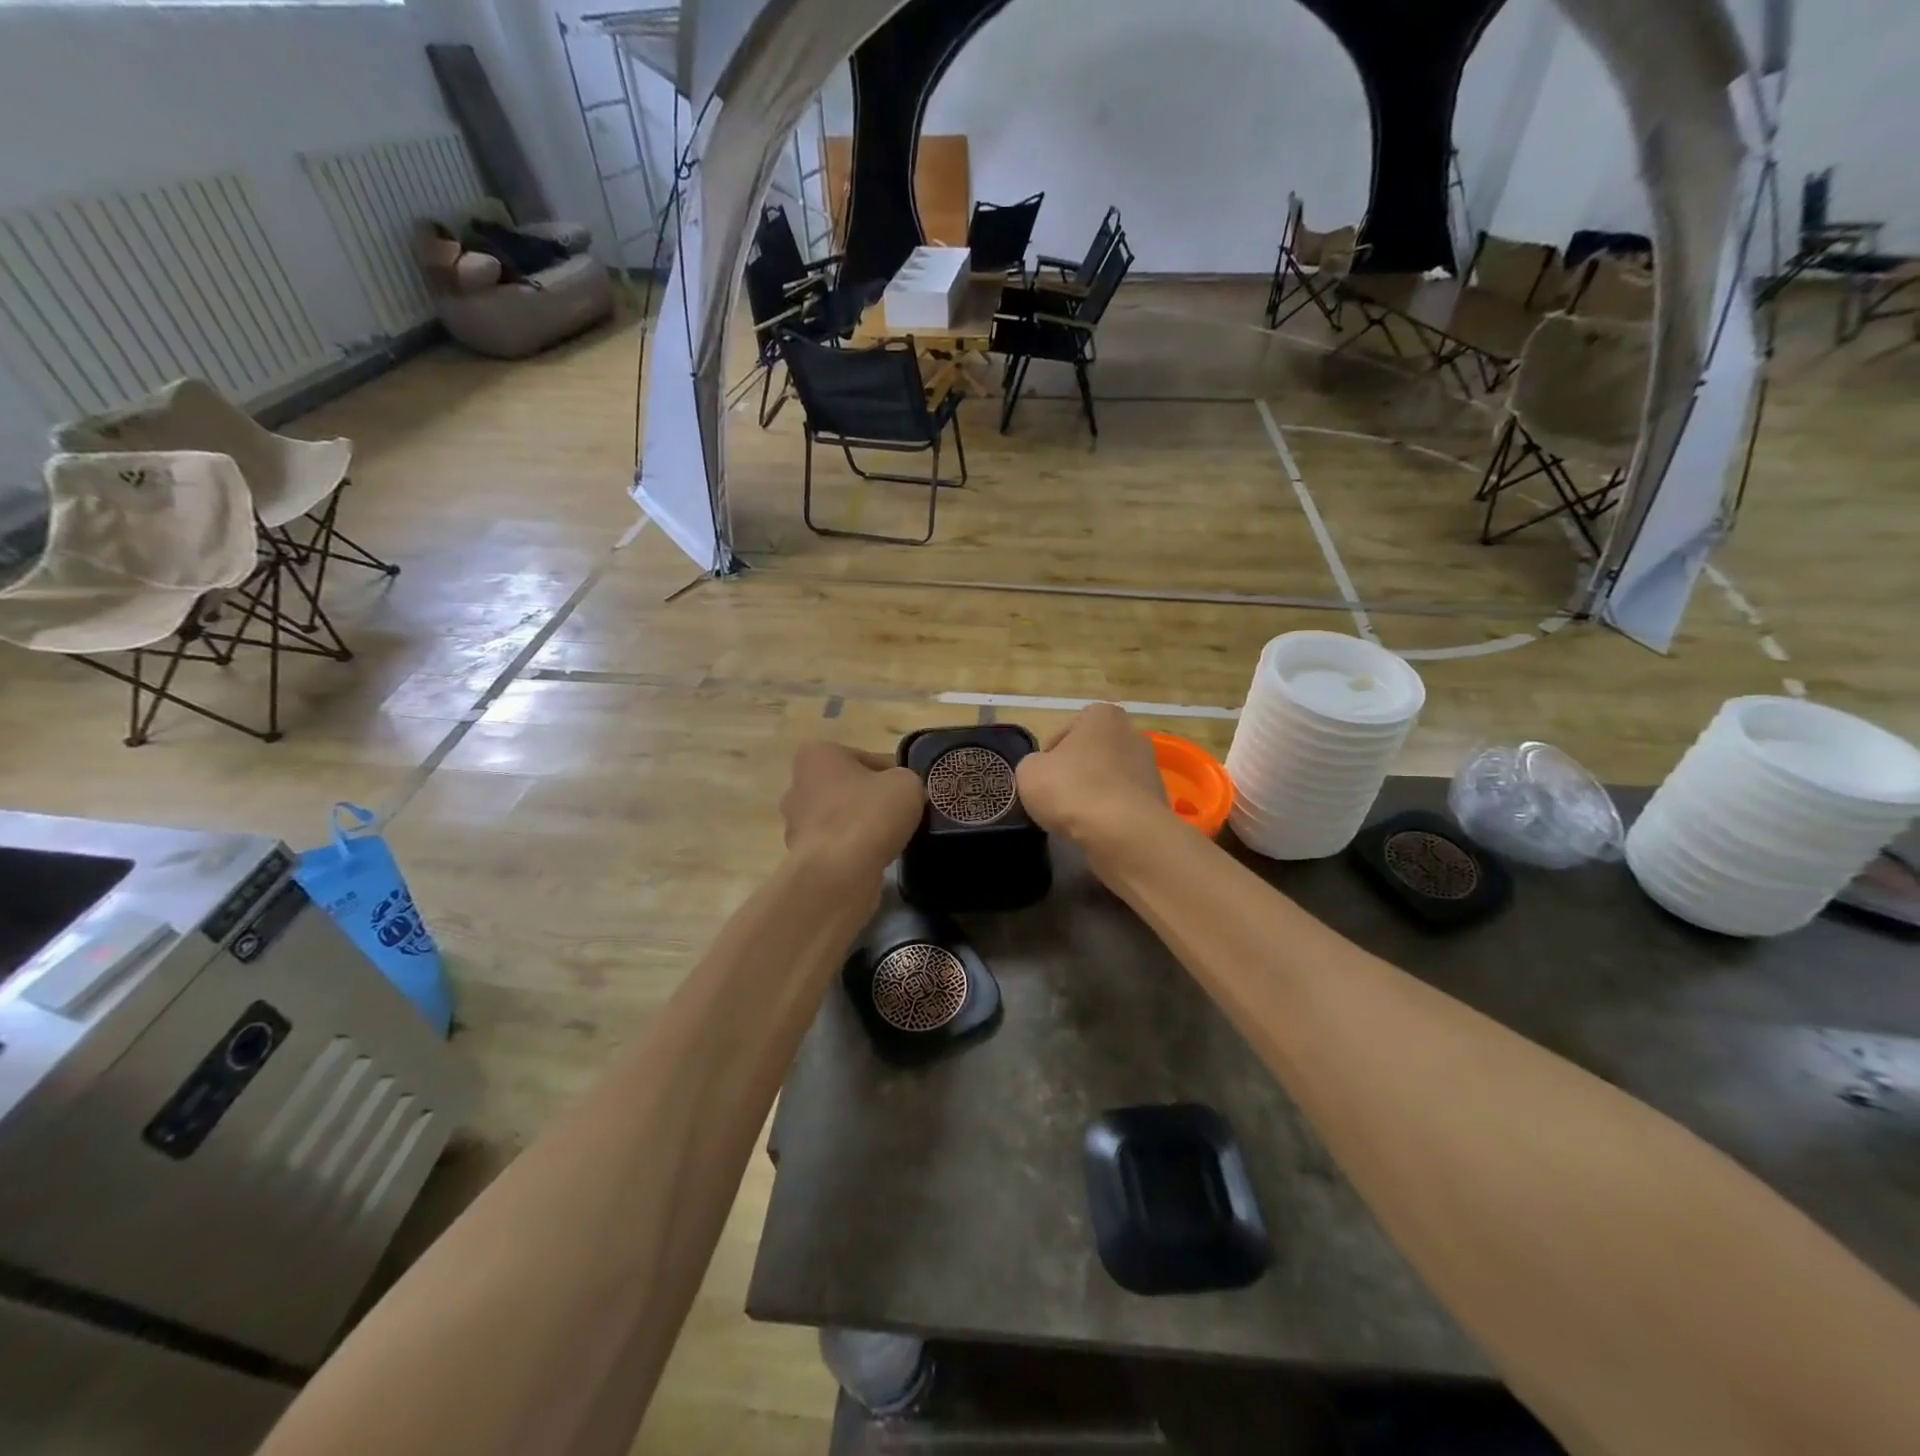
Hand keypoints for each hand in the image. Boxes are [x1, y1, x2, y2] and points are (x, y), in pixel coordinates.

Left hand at [780, 742, 923, 888]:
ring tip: (891, 839)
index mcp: (817, 755)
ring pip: (842, 818)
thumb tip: (901, 792)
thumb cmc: (869, 814)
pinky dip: (853, 850)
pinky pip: (836, 845)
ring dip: (863, 826)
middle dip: (872, 799)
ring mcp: (796, 823)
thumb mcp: (906, 783)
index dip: (894, 774)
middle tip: (902, 814)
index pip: (867, 759)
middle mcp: (798, 784)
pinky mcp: (801, 856)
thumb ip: (906, 779)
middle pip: (849, 788)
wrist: (839, 873)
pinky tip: (874, 858)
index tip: (911, 792)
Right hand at [1015, 705, 1178, 870]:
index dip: (1051, 752)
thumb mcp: (1029, 772)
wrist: (1123, 833)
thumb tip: (1044, 772)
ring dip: (1094, 794)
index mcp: (1103, 716)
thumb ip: (1033, 765)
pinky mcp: (1157, 802)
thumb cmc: (1072, 789)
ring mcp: (1150, 769)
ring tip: (1075, 818)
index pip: (1069, 729)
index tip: (1042, 775)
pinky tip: (1096, 831)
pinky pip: (1124, 804)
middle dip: (1077, 772)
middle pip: (1093, 753)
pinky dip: (1111, 815)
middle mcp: (1132, 735)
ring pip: (1110, 780)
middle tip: (1056, 796)